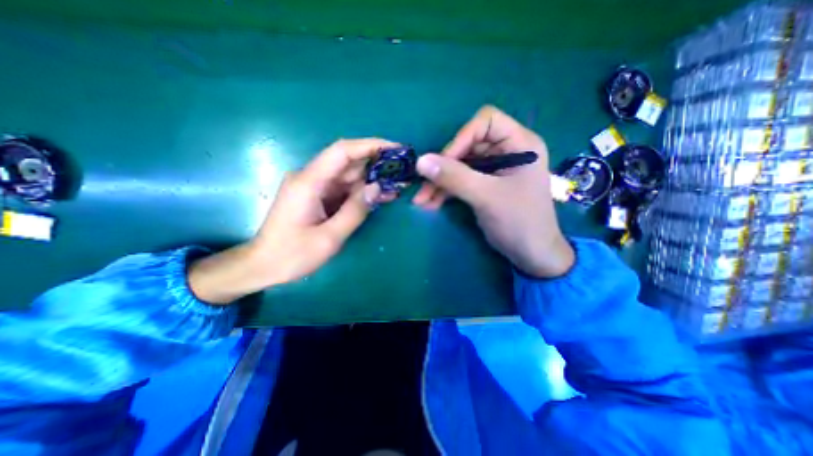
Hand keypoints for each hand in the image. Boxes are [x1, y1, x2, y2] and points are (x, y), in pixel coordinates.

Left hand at [187, 138, 397, 302]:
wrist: (263, 266)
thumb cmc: (292, 255)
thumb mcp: (329, 237)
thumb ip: (355, 211)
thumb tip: (377, 187)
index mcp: (309, 182)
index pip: (342, 151)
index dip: (370, 145)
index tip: (395, 148)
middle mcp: (311, 178)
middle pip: (348, 162)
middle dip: (376, 164)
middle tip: (403, 171)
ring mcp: (314, 187)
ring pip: (348, 176)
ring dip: (372, 179)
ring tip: (398, 185)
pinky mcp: (318, 197)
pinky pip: (344, 189)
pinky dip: (362, 192)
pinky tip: (381, 196)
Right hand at [416, 106, 574, 277]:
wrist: (532, 255)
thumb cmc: (519, 222)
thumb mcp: (486, 197)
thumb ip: (454, 177)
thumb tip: (420, 161)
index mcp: (519, 144)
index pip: (486, 122)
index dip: (462, 138)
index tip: (443, 161)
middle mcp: (507, 151)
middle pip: (468, 145)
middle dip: (444, 167)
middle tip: (424, 185)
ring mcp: (495, 169)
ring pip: (460, 166)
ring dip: (440, 182)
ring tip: (421, 200)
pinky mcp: (485, 185)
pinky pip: (461, 181)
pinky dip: (446, 191)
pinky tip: (431, 203)